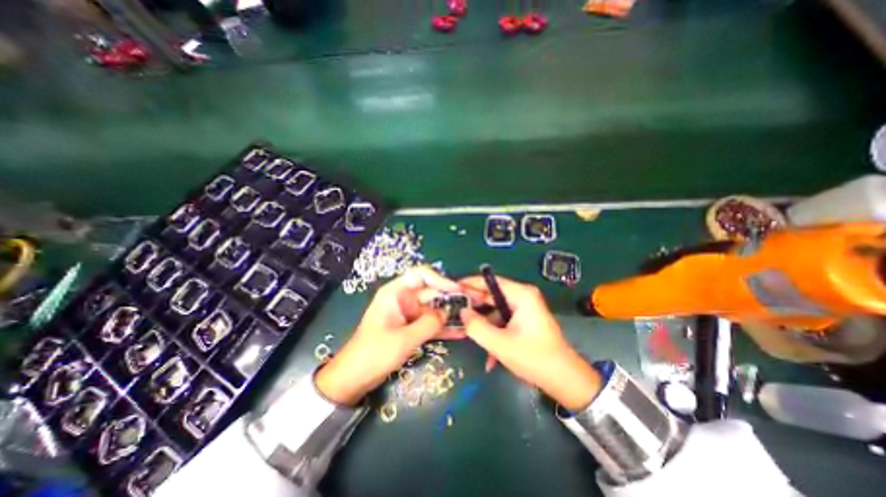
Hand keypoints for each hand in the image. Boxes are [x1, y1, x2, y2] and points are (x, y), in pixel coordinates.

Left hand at [314, 266, 459, 406]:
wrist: (354, 378)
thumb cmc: (374, 354)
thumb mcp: (403, 339)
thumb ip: (428, 324)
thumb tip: (448, 313)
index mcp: (396, 293)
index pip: (421, 275)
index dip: (440, 279)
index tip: (457, 291)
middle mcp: (404, 299)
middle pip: (432, 292)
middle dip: (451, 299)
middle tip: (473, 305)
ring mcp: (409, 314)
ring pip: (434, 308)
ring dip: (450, 314)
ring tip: (471, 319)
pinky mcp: (411, 327)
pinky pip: (430, 323)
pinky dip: (443, 327)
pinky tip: (460, 332)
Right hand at [460, 275, 597, 411]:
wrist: (565, 381)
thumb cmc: (534, 358)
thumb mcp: (499, 344)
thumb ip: (476, 326)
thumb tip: (462, 312)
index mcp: (521, 295)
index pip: (490, 281)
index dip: (470, 284)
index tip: (452, 289)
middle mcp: (523, 296)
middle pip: (492, 294)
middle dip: (474, 305)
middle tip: (454, 312)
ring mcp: (524, 308)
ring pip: (495, 309)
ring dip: (484, 324)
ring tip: (468, 333)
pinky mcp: (524, 320)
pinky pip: (503, 320)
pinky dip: (494, 332)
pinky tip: (489, 354)